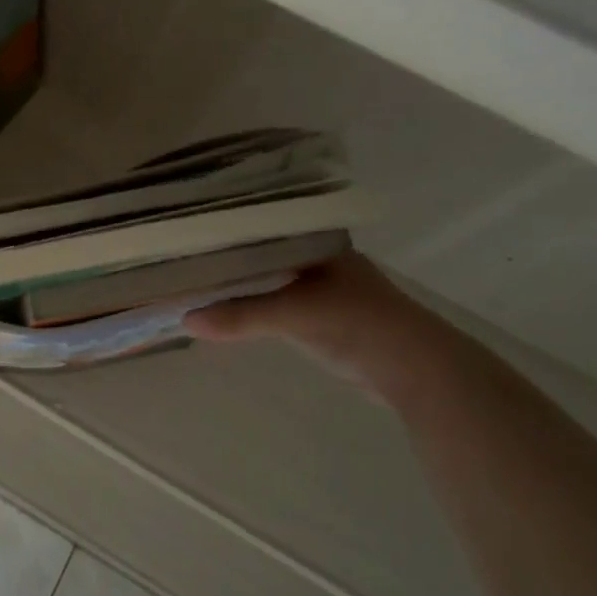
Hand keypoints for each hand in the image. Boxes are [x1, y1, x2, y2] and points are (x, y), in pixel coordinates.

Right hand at [183, 250, 470, 407]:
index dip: (223, 226)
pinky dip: (249, 303)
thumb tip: (185, 320)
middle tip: (178, 254)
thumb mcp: (296, 315)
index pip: (258, 221)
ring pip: (264, 275)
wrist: (419, 373)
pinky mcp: (319, 314)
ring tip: (190, 278)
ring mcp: (318, 284)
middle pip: (257, 249)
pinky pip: (272, 300)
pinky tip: (222, 306)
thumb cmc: (360, 324)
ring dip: (235, 280)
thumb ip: (242, 316)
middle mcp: (314, 254)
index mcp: (314, 237)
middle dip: (223, 254)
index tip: (184, 228)